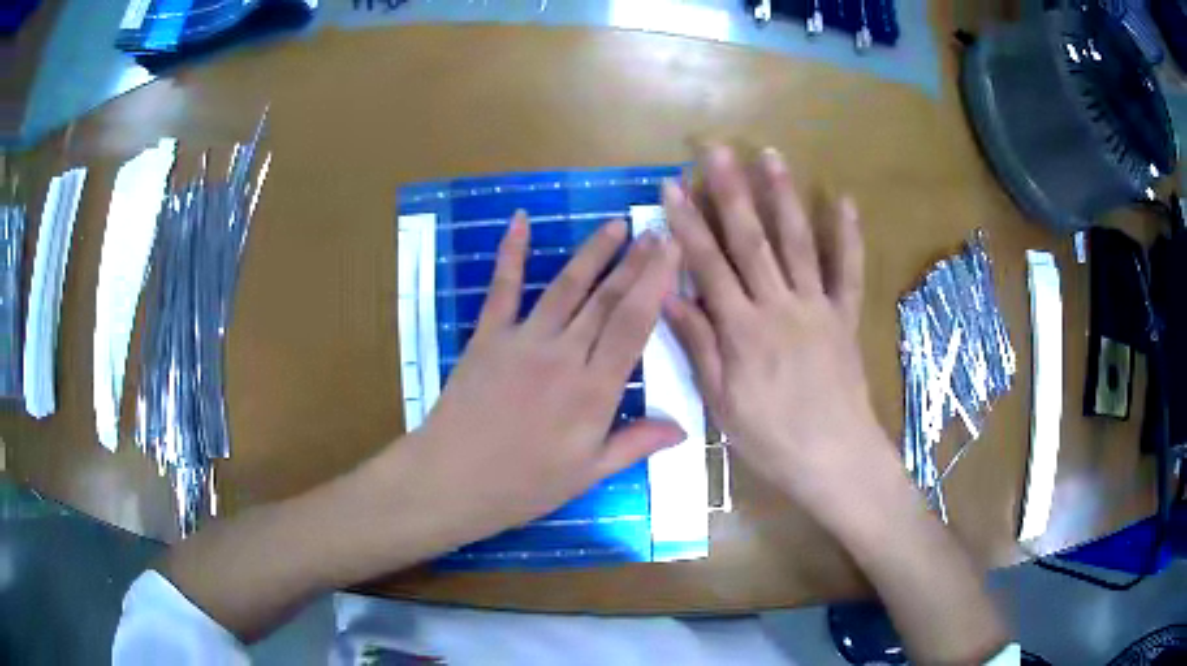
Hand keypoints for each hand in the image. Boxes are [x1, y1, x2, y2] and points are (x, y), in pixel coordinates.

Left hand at [402, 212, 685, 543]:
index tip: (672, 251)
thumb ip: (635, 444)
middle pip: (606, 298)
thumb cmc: (523, 485)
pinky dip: (511, 252)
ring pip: (566, 286)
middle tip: (655, 229)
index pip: (633, 324)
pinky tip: (520, 221)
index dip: (656, 283)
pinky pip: (502, 288)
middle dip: (635, 261)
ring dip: (593, 252)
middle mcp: (563, 354)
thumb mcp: (587, 474)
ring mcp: (522, 340)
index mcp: (593, 390)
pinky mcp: (488, 336)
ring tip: (616, 225)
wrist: (451, 480)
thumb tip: (685, 429)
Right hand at [663, 145, 886, 507]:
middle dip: (731, 191)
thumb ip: (699, 345)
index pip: (708, 265)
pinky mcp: (845, 317)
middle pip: (752, 240)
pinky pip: (850, 272)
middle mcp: (780, 306)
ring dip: (783, 197)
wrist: (834, 458)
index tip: (672, 187)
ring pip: (798, 243)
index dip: (688, 224)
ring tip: (771, 156)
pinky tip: (844, 202)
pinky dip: (848, 237)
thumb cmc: (771, 438)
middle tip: (717, 150)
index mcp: (743, 329)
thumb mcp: (722, 401)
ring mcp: (818, 307)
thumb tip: (668, 297)